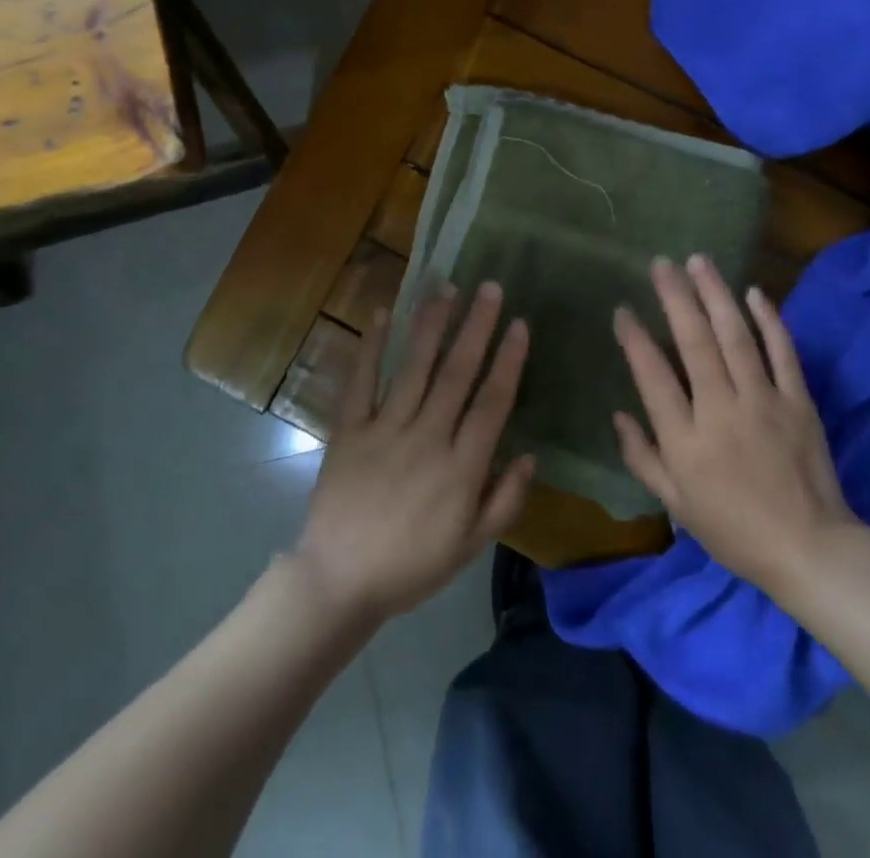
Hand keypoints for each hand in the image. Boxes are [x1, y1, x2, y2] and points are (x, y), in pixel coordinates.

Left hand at [292, 283, 534, 625]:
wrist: (339, 581)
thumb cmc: (412, 565)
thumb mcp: (470, 545)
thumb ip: (504, 500)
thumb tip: (530, 455)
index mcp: (461, 468)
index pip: (492, 403)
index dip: (508, 361)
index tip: (519, 324)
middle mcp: (427, 438)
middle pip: (457, 373)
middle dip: (475, 327)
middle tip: (490, 288)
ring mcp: (385, 430)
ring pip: (414, 368)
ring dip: (431, 325)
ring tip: (446, 288)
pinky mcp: (349, 430)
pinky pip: (361, 382)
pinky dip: (371, 347)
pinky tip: (381, 314)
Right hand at [612, 255, 855, 597]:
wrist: (810, 550)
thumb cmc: (735, 530)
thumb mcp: (677, 505)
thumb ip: (643, 458)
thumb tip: (618, 415)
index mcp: (687, 440)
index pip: (653, 377)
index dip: (635, 339)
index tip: (623, 310)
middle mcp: (722, 411)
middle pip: (694, 343)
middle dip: (675, 297)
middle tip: (661, 263)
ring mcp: (764, 401)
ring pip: (735, 336)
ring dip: (715, 294)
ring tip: (698, 261)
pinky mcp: (798, 400)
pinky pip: (782, 351)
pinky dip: (768, 319)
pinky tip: (753, 292)